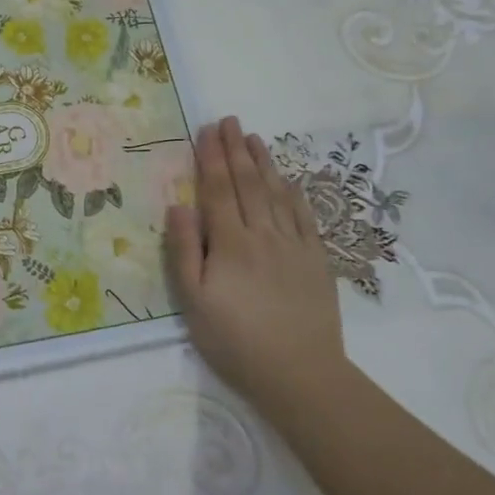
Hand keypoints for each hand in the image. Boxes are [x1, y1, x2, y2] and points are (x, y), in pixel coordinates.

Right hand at [165, 117, 345, 411]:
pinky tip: (288, 180)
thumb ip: (184, 251)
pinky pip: (305, 217)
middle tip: (229, 121)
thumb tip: (177, 206)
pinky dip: (294, 194)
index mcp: (230, 243)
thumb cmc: (235, 340)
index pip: (217, 190)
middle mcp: (263, 235)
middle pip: (247, 183)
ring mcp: (294, 245)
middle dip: (236, 150)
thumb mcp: (194, 301)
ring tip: (254, 138)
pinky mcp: (316, 260)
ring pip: (277, 194)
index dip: (210, 158)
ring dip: (264, 163)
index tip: (206, 130)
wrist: (300, 374)